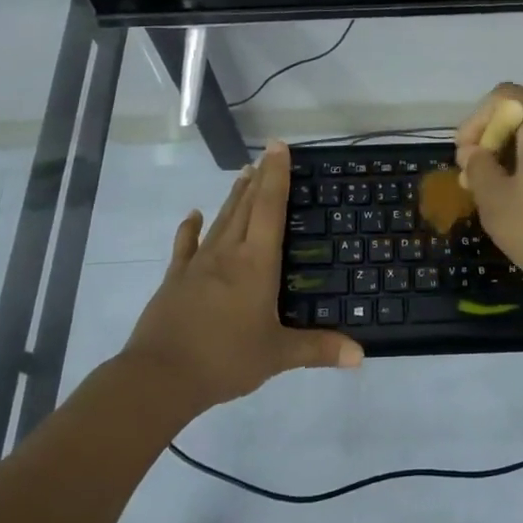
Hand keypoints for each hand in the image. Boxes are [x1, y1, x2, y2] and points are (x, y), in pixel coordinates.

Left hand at [123, 141, 362, 416]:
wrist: (160, 376)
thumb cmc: (225, 359)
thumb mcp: (277, 355)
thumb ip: (319, 348)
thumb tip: (361, 355)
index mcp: (256, 264)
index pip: (269, 208)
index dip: (276, 176)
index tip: (278, 147)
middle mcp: (228, 253)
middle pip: (245, 206)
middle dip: (259, 179)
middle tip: (266, 155)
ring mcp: (198, 264)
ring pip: (220, 220)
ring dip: (233, 196)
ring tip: (243, 173)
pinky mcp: (176, 279)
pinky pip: (185, 245)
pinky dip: (190, 228)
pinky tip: (193, 215)